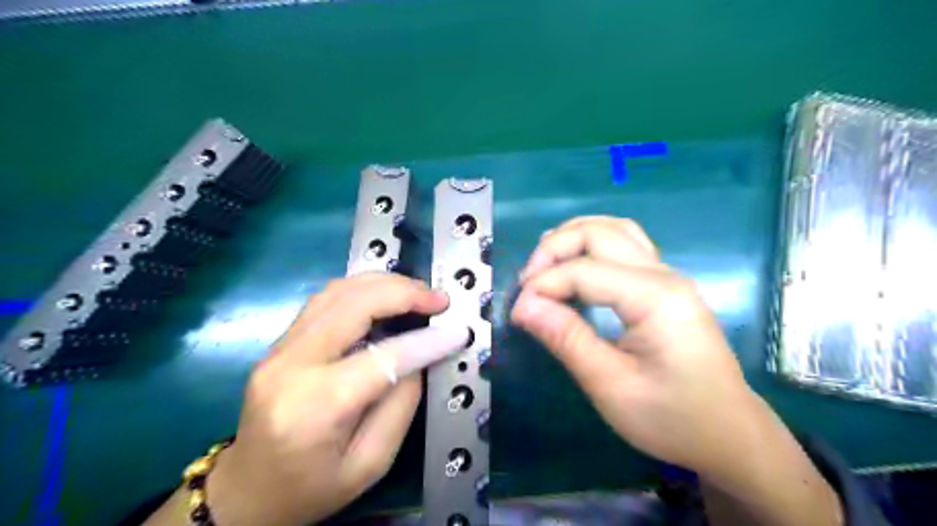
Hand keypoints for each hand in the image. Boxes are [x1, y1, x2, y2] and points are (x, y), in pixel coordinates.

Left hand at [206, 276, 468, 525]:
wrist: (246, 493)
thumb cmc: (311, 489)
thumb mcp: (370, 463)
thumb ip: (401, 404)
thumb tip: (420, 355)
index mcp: (314, 407)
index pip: (382, 358)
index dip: (426, 341)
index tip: (459, 330)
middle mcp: (290, 366)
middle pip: (353, 305)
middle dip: (404, 293)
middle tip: (439, 299)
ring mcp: (279, 349)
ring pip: (337, 292)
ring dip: (384, 283)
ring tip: (418, 292)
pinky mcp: (280, 343)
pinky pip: (326, 300)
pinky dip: (363, 289)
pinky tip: (386, 296)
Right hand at [512, 216, 841, 524]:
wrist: (729, 434)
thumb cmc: (673, 418)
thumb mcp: (612, 387)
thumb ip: (567, 339)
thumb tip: (523, 305)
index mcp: (656, 298)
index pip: (584, 271)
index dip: (543, 286)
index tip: (517, 313)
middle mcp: (664, 274)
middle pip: (599, 232)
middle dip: (554, 249)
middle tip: (528, 283)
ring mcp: (667, 275)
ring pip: (613, 229)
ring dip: (572, 238)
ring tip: (544, 266)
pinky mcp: (664, 284)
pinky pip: (624, 244)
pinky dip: (591, 245)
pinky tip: (575, 264)